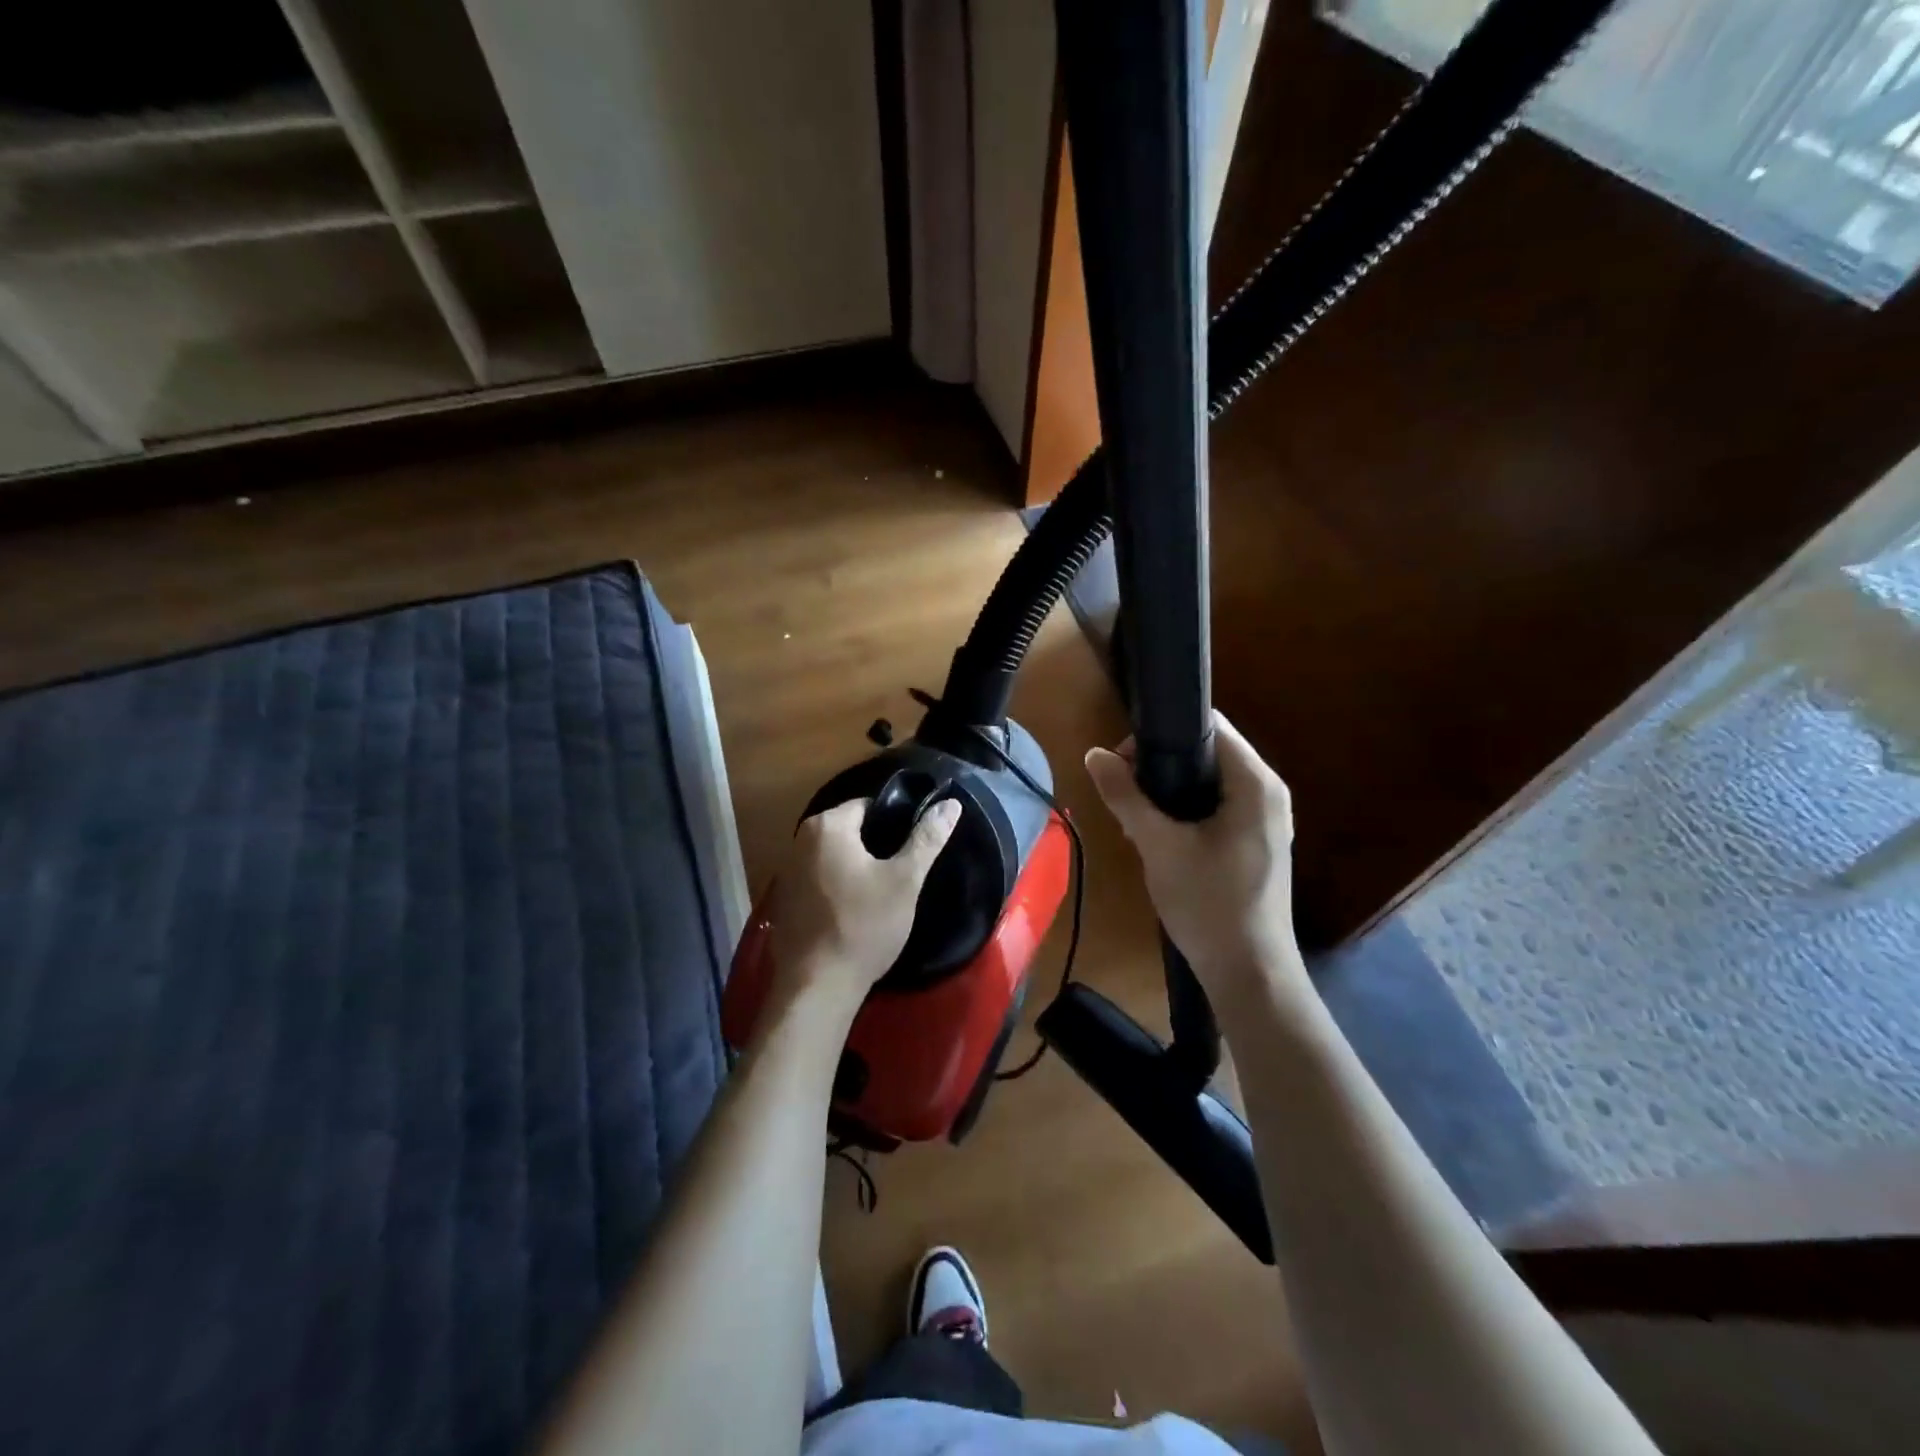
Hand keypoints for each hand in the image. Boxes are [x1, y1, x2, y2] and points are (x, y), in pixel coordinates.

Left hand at [768, 797, 961, 1016]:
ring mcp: (787, 871)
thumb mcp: (904, 880)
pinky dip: (838, 886)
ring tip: (883, 891)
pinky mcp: (785, 900)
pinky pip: (819, 879)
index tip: (913, 847)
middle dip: (876, 846)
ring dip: (857, 867)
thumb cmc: (864, 926)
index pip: (869, 806)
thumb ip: (927, 838)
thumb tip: (951, 803)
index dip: (895, 823)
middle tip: (902, 872)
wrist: (818, 986)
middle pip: (850, 830)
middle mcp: (800, 840)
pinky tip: (856, 910)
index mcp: (827, 826)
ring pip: (835, 856)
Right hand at [1085, 713, 1307, 1012]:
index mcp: (1256, 783)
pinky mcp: (1257, 842)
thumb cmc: (1208, 904)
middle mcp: (1269, 792)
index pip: (1211, 727)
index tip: (1124, 759)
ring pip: (1211, 781)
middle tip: (1124, 789)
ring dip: (1171, 788)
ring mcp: (1266, 819)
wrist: (1248, 974)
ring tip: (1135, 812)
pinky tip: (1160, 833)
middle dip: (1163, 762)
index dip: (1162, 733)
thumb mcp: (1159, 846)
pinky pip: (1218, 806)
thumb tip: (1093, 754)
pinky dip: (1187, 809)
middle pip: (1210, 752)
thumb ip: (1126, 796)